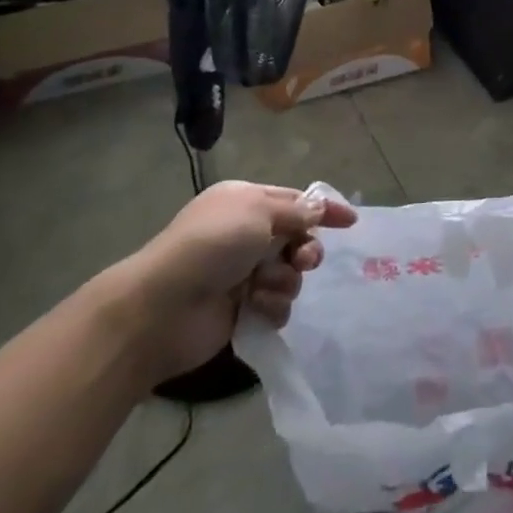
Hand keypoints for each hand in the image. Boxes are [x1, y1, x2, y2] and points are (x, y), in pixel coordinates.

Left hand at [119, 181, 356, 382]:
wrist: (162, 308)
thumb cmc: (211, 245)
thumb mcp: (258, 211)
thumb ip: (295, 211)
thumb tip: (317, 210)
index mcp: (245, 203)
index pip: (295, 201)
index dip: (323, 210)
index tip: (350, 222)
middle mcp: (246, 236)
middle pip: (297, 240)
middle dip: (305, 250)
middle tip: (302, 260)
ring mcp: (243, 274)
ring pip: (290, 275)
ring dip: (284, 280)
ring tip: (262, 288)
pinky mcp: (242, 311)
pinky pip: (277, 306)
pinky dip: (271, 306)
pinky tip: (255, 308)